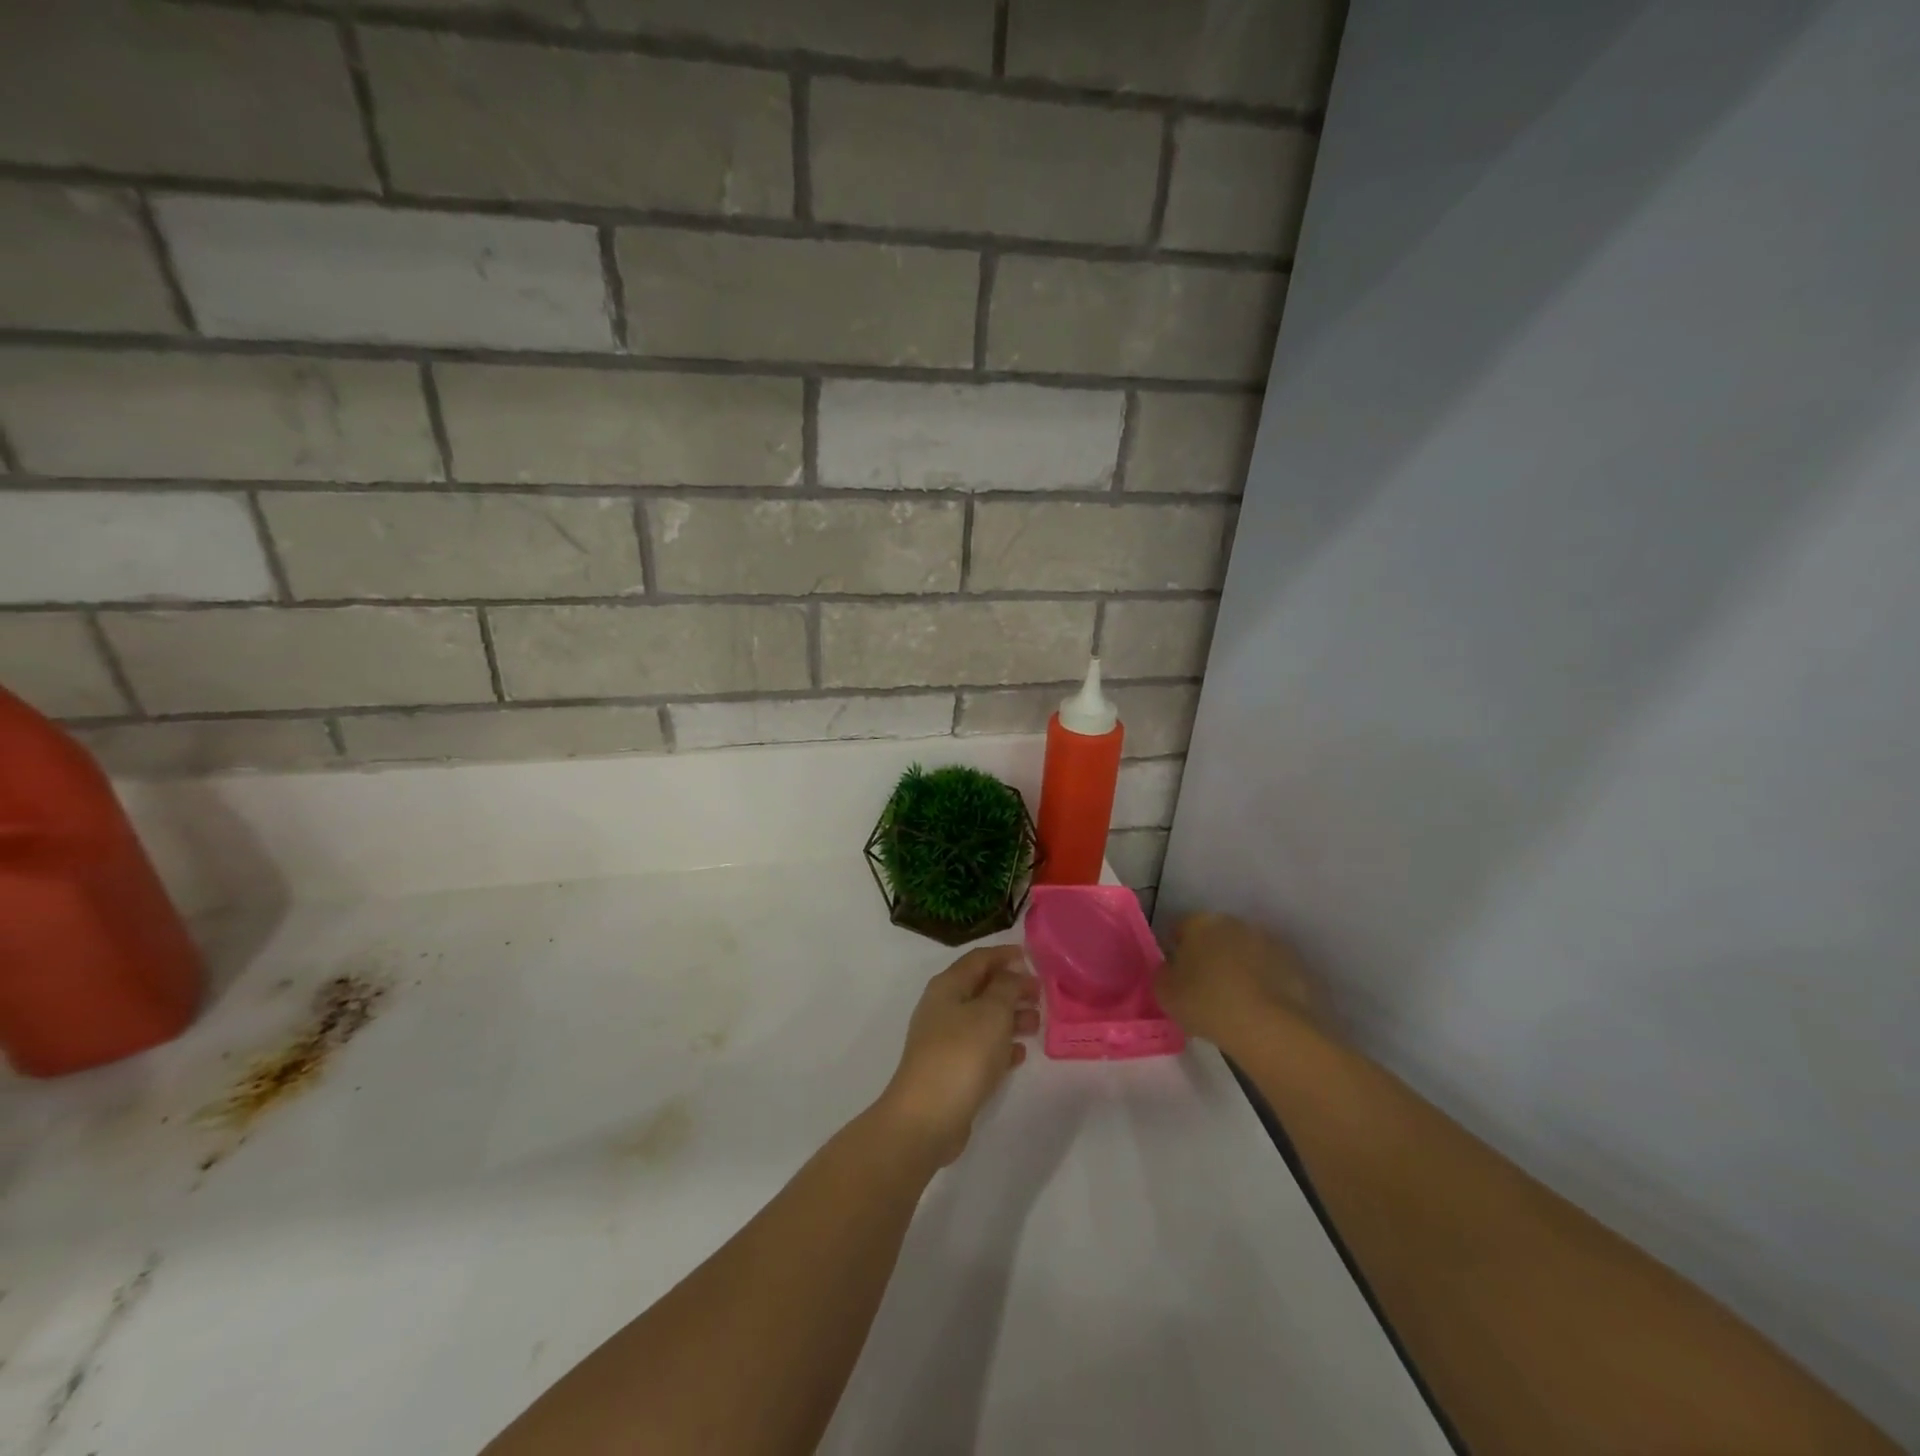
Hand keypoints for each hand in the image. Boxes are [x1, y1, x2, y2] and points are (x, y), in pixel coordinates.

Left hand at [875, 945, 1039, 1167]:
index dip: (1004, 954)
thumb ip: (1006, 987)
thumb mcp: (992, 1012)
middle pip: (981, 988)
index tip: (1031, 957)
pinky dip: (1000, 1046)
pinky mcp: (950, 1070)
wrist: (928, 1116)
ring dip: (1010, 1017)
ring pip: (983, 1019)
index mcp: (948, 986)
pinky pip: (980, 1048)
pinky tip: (1020, 1054)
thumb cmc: (962, 1053)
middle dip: (1011, 988)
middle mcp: (943, 1007)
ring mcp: (944, 1040)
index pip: (979, 959)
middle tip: (1041, 994)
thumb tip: (1011, 974)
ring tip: (1037, 1024)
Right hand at [1156, 913, 1318, 1050]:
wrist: (1268, 1027)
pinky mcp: (1293, 963)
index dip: (1176, 951)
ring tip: (1234, 1000)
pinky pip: (1268, 969)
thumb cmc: (1206, 1004)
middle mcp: (1234, 923)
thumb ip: (1163, 974)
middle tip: (1204, 987)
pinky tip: (1258, 1007)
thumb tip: (1171, 969)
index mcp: (1200, 923)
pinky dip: (1262, 981)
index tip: (1177, 975)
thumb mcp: (1165, 993)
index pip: (1181, 929)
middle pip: (1215, 936)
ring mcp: (1267, 941)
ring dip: (1237, 966)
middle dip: (1209, 955)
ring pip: (1244, 951)